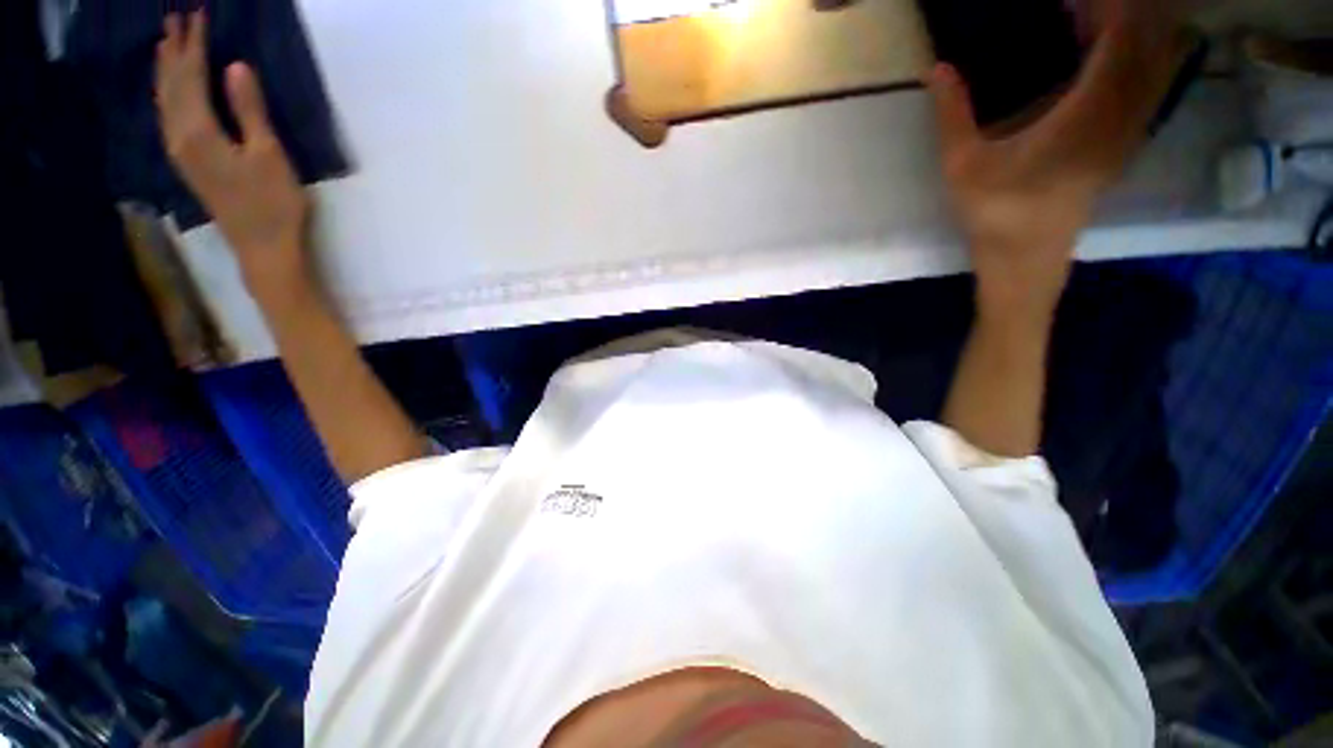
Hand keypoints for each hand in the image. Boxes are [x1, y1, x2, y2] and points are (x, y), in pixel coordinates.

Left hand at [155, 11, 309, 298]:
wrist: (263, 247)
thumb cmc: (273, 203)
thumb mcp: (269, 155)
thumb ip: (249, 110)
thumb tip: (235, 66)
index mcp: (198, 131)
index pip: (191, 76)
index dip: (194, 43)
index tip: (198, 14)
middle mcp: (179, 136)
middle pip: (171, 84)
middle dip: (173, 50)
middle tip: (173, 17)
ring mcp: (180, 152)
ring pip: (165, 100)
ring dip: (165, 69)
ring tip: (165, 44)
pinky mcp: (187, 162)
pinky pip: (168, 117)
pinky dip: (166, 94)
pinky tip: (168, 88)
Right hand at [929, 1, 1189, 321]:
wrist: (1026, 259)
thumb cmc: (995, 214)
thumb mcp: (963, 165)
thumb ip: (953, 113)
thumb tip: (936, 68)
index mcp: (1088, 112)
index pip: (1120, 33)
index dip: (1104, 2)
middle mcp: (1122, 113)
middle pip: (1147, 38)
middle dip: (1120, 9)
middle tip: (1076, 4)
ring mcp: (1129, 128)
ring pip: (1154, 58)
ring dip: (1132, 29)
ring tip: (1087, 18)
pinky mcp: (1125, 140)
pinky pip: (1147, 81)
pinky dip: (1135, 54)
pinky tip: (1101, 52)